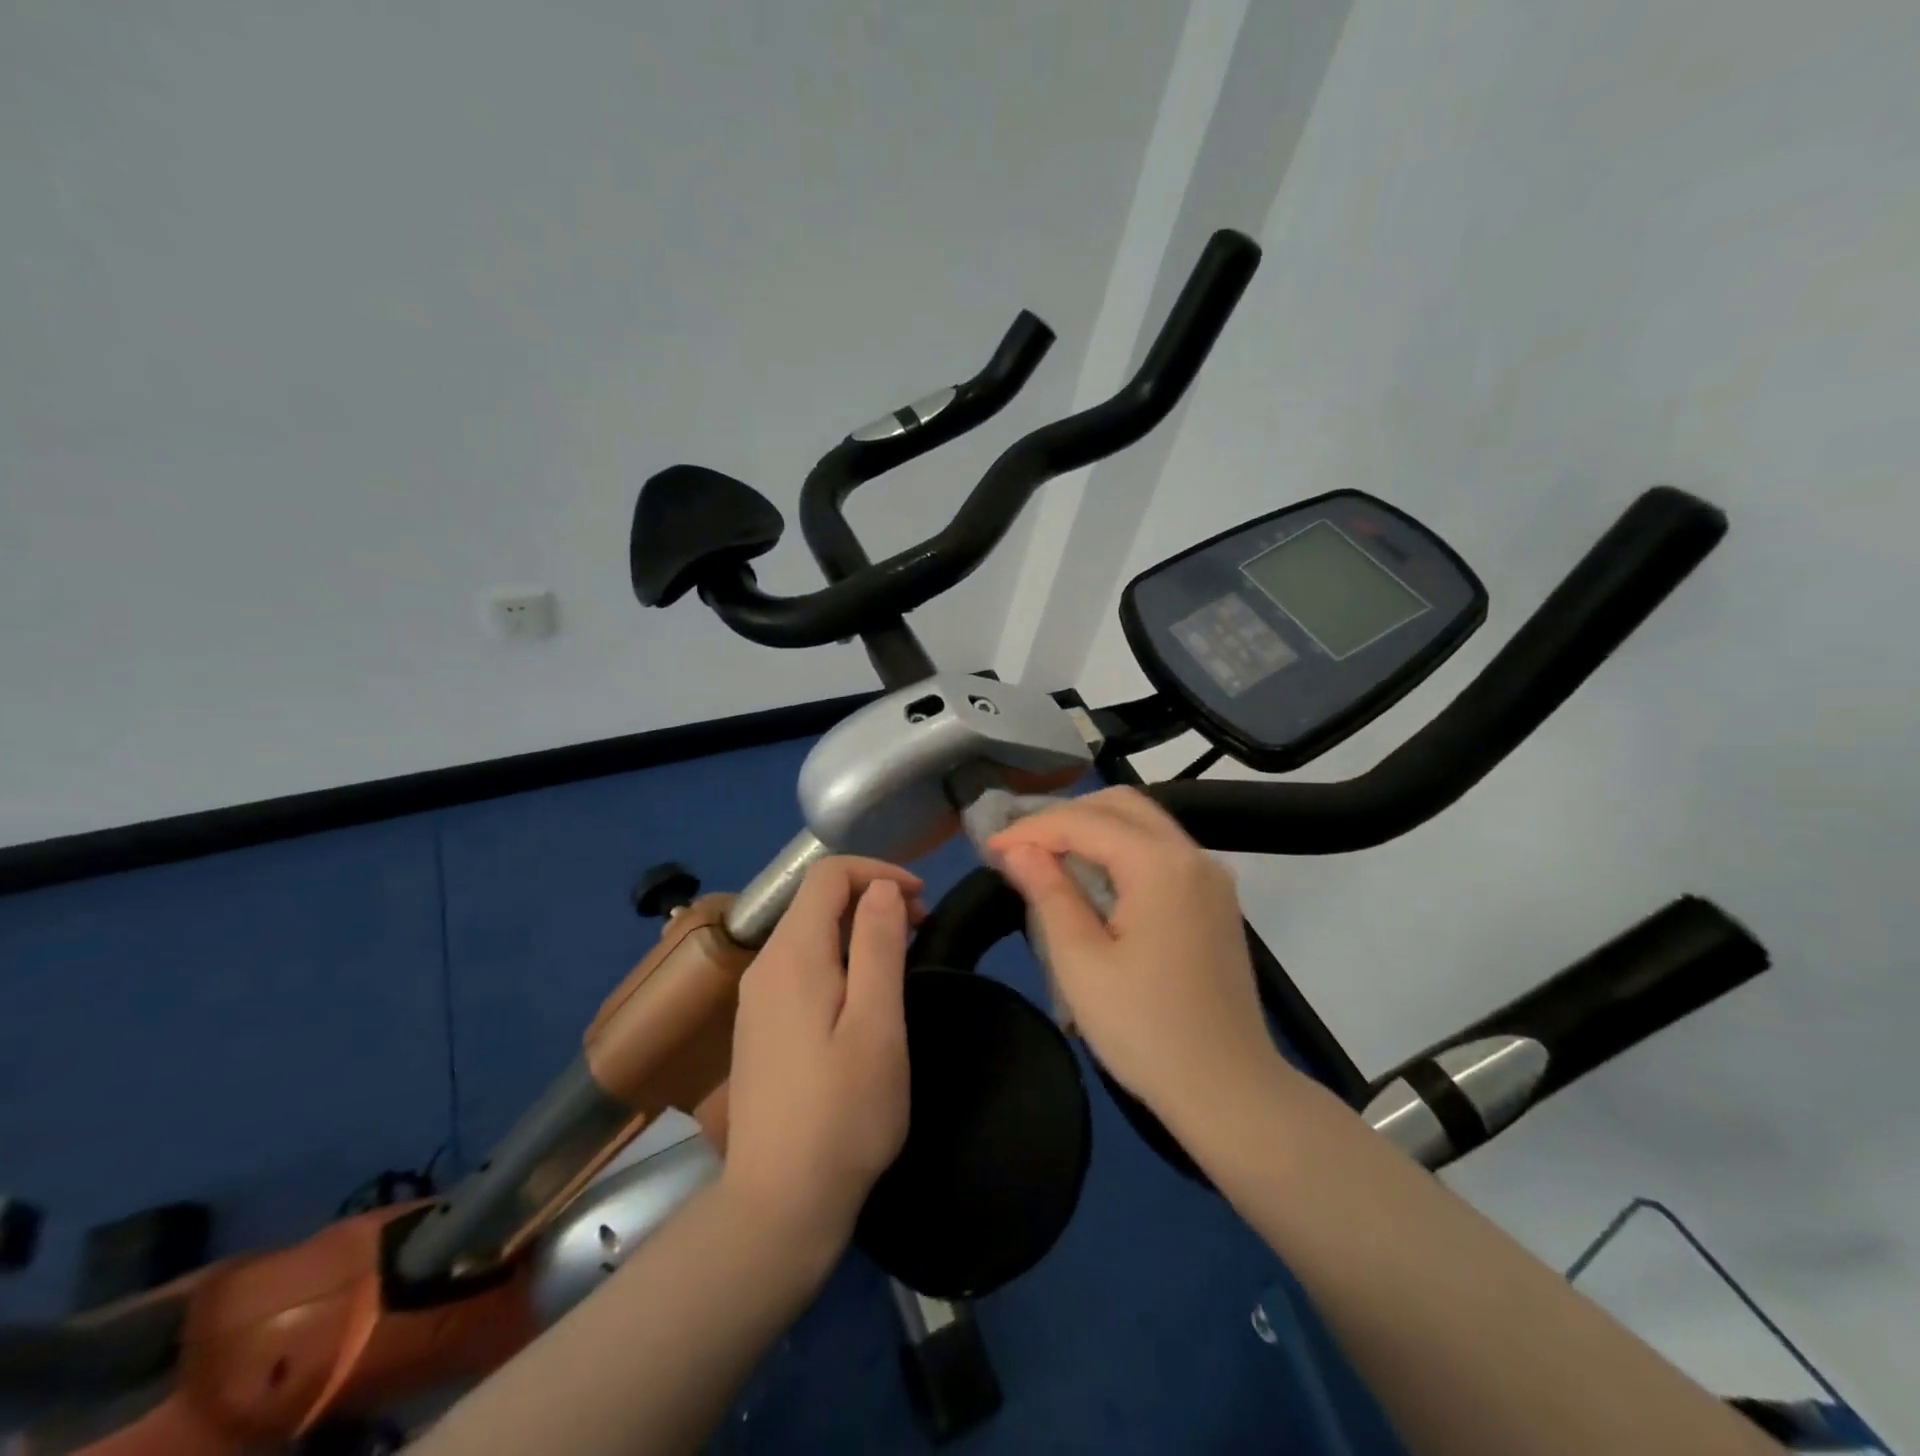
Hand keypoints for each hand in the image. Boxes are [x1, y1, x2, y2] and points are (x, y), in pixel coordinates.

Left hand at [721, 857, 920, 1256]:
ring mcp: (756, 999)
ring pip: (808, 934)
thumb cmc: (843, 1112)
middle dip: (870, 898)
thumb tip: (881, 888)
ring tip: (899, 959)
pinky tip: (862, 997)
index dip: (877, 872)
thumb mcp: (877, 1024)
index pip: (827, 875)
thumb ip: (878, 945)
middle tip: (918, 930)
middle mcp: (764, 966)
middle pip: (815, 901)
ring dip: (856, 929)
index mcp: (791, 955)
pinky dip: (837, 958)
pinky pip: (800, 967)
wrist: (778, 1205)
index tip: (920, 900)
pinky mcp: (759, 1028)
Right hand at [990, 788, 1283, 1125]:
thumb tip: (1018, 849)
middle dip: (1066, 817)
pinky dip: (1121, 850)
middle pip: (1121, 805)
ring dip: (1094, 830)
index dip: (1032, 828)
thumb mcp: (1081, 963)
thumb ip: (1048, 893)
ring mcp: (1211, 877)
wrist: (1231, 1092)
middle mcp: (1193, 856)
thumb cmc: (1146, 1030)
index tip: (991, 849)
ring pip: (1144, 824)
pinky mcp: (1216, 901)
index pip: (1084, 822)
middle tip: (1021, 848)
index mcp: (1161, 865)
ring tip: (1048, 859)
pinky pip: (1162, 851)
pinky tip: (1093, 880)